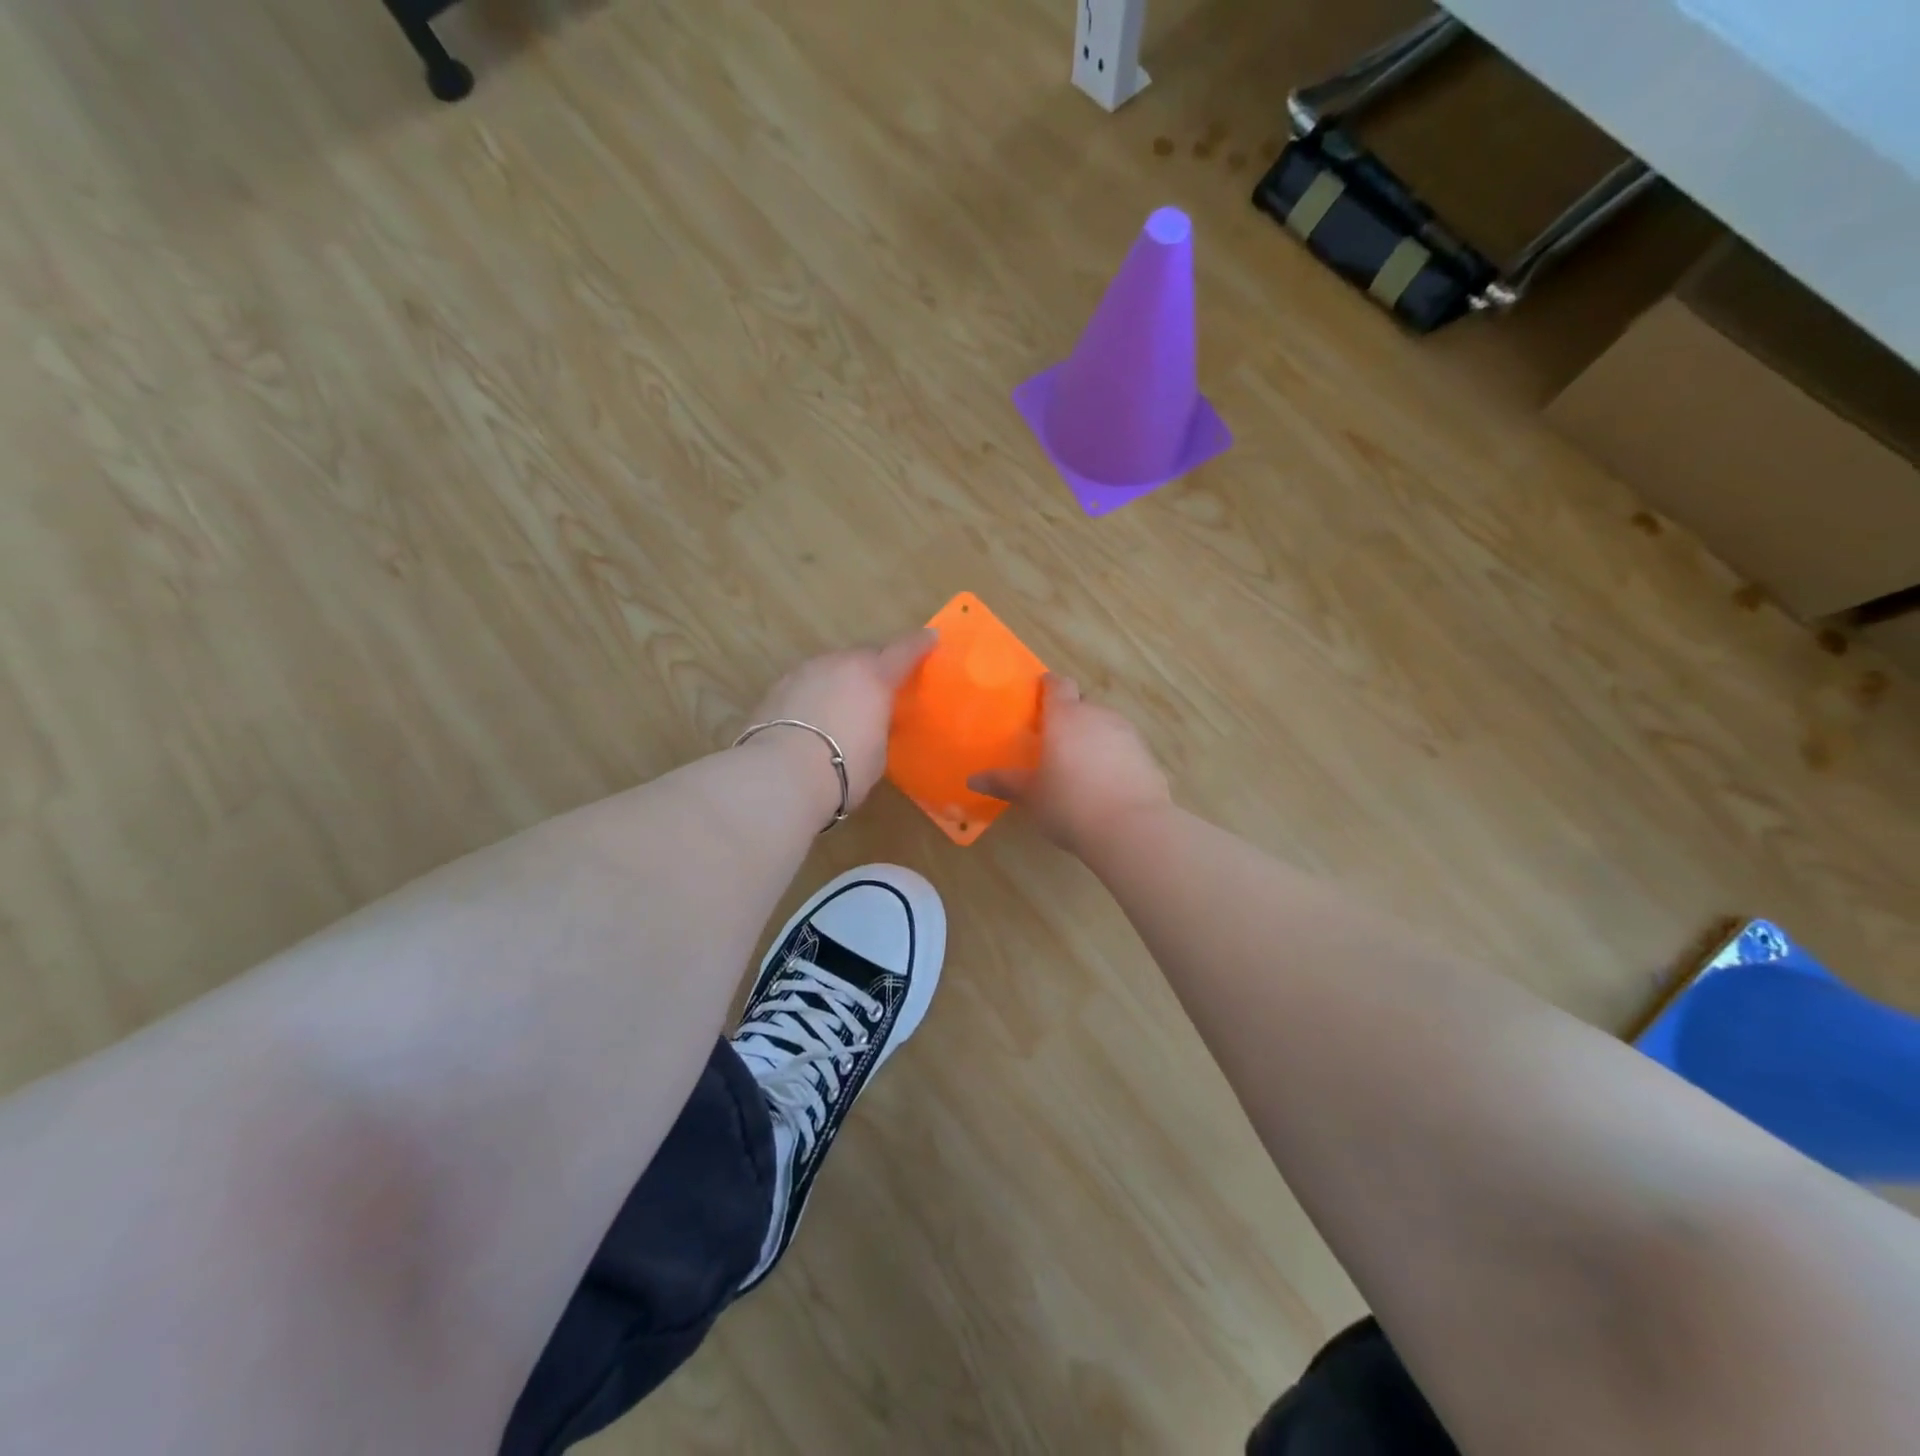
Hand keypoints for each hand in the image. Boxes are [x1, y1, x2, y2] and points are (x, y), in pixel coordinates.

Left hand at [747, 628, 937, 811]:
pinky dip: (817, 692)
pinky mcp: (778, 687)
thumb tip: (871, 721)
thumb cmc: (844, 767)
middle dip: (877, 663)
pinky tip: (816, 715)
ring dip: (844, 678)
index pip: (904, 650)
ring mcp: (805, 672)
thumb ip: (878, 726)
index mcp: (874, 677)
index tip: (931, 638)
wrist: (781, 774)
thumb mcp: (877, 751)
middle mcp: (840, 664)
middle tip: (884, 682)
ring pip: (833, 666)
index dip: (920, 644)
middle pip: (865, 653)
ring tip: (847, 702)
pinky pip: (808, 682)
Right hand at [970, 675, 1170, 854]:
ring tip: (1080, 765)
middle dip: (1070, 716)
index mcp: (1065, 717)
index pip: (1058, 685)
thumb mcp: (1031, 796)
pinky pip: (1124, 748)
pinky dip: (1114, 757)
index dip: (1048, 687)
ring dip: (1093, 737)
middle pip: (1083, 704)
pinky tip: (1106, 784)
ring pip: (1105, 725)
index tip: (1038, 696)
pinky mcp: (1148, 756)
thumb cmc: (1070, 805)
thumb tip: (973, 779)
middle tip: (1054, 739)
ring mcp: (1127, 734)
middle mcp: (1098, 716)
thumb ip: (1005, 783)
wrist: (1131, 828)